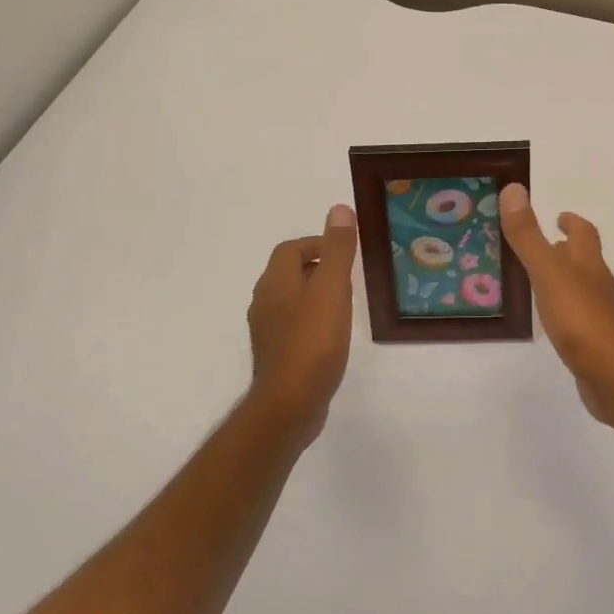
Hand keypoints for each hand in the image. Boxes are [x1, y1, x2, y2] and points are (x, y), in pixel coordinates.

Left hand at [246, 205, 358, 442]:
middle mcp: (264, 302)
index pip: (290, 249)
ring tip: (345, 304)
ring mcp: (267, 331)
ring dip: (315, 294)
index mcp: (275, 281)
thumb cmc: (313, 340)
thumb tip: (338, 210)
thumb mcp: (332, 289)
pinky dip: (312, 320)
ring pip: (291, 300)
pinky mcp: (276, 355)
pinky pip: (293, 325)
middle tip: (349, 277)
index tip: (345, 253)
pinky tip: (332, 335)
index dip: (317, 244)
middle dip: (318, 268)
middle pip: (289, 273)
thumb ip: (337, 250)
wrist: (290, 403)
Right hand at [499, 183, 613, 427]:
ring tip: (542, 280)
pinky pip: (581, 317)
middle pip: (586, 260)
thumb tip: (513, 189)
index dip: (572, 221)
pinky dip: (567, 310)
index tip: (559, 215)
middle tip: (545, 244)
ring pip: (583, 288)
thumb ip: (528, 236)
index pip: (584, 233)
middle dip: (568, 249)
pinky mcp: (598, 343)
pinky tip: (554, 321)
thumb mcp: (547, 273)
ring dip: (566, 279)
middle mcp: (599, 285)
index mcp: (588, 264)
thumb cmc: (580, 319)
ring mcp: (602, 315)